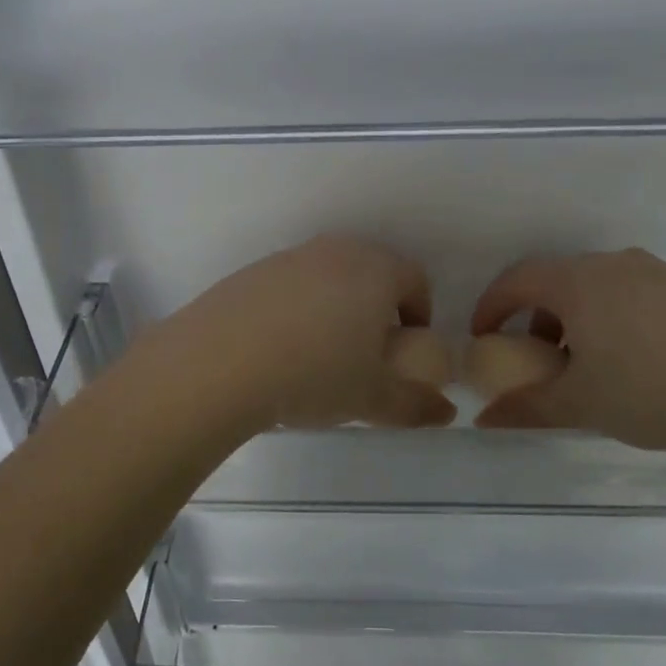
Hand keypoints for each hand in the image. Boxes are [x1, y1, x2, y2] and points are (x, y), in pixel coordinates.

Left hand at [161, 235, 456, 432]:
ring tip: (321, 355)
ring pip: (328, 277)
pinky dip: (296, 309)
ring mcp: (289, 258)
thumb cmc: (314, 374)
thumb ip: (415, 405)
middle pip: (371, 272)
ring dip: (336, 307)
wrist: (219, 363)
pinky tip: (279, 349)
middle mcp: (334, 252)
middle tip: (368, 353)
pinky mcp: (251, 272)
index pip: (415, 279)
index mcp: (375, 270)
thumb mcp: (372, 398)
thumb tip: (446, 413)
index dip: (419, 314)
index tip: (407, 349)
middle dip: (378, 308)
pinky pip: (290, 286)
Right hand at [470, 249, 665, 461]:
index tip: (483, 338)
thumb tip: (484, 419)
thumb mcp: (579, 404)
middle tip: (537, 358)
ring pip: (600, 289)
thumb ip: (525, 407)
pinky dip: (617, 321)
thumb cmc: (650, 390)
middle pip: (558, 281)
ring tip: (589, 367)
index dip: (491, 307)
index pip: (517, 279)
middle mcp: (616, 265)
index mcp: (578, 281)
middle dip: (536, 317)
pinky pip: (637, 297)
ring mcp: (661, 274)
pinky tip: (639, 365)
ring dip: (578, 320)